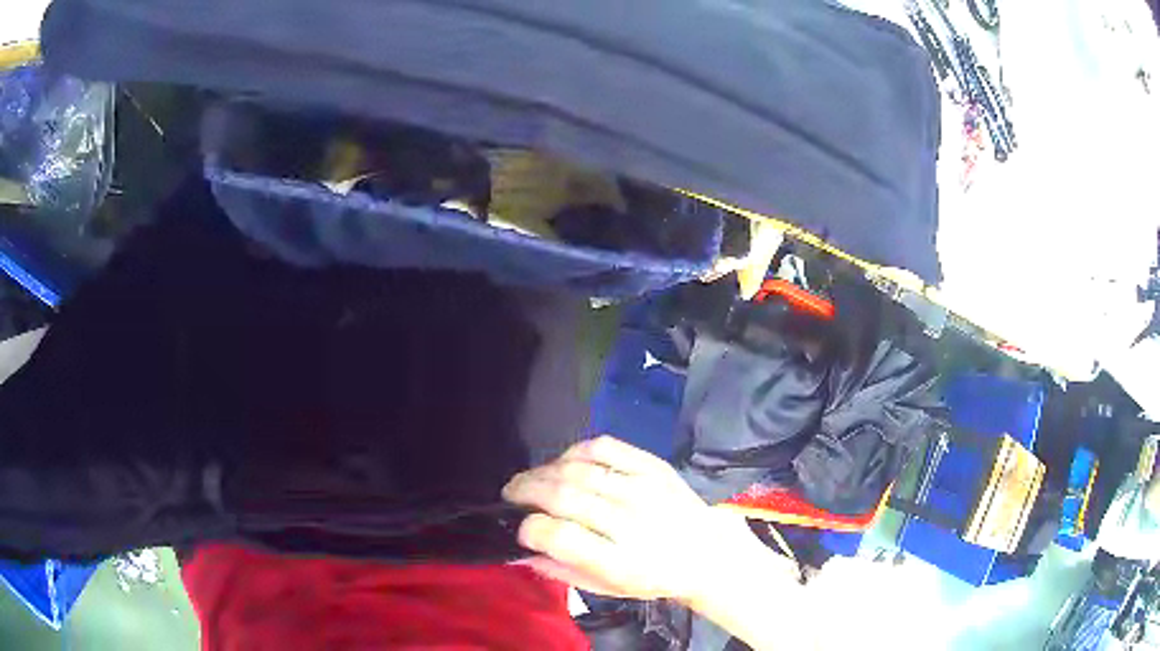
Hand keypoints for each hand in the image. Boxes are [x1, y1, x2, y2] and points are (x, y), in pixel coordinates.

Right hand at [502, 436, 756, 603]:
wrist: (708, 552)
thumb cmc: (655, 577)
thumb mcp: (609, 589)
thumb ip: (562, 571)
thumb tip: (519, 550)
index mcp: (620, 562)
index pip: (560, 537)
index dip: (529, 528)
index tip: (519, 527)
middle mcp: (631, 522)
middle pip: (563, 496)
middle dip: (525, 491)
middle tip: (510, 495)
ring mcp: (645, 489)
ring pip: (578, 469)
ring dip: (543, 471)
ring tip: (531, 480)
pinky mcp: (654, 466)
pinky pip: (605, 446)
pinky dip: (575, 451)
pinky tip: (564, 462)